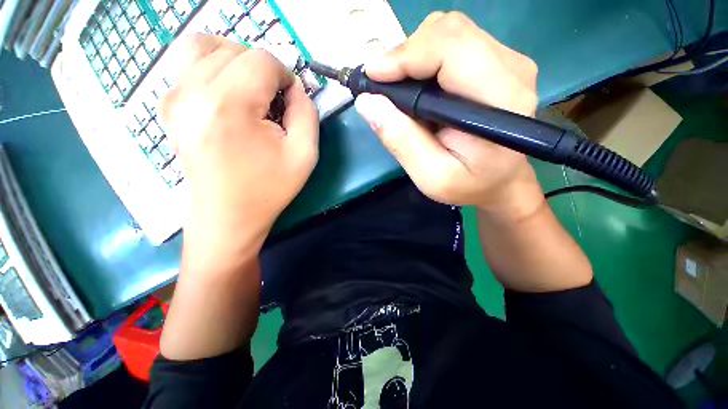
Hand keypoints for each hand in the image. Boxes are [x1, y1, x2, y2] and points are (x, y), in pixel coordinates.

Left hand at [161, 34, 318, 268]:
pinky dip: (211, 66)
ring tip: (250, 90)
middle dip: (263, 71)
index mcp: (229, 105)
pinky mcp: (167, 106)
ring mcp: (173, 97)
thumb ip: (307, 113)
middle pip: (235, 50)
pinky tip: (226, 93)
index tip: (291, 100)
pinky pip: (186, 63)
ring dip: (236, 61)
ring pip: (205, 47)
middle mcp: (192, 91)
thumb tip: (296, 88)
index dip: (285, 75)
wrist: (227, 216)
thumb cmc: (269, 189)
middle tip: (273, 103)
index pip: (262, 60)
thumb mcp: (304, 155)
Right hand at [356, 12, 543, 218]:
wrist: (500, 181)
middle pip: (449, 32)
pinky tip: (419, 88)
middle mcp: (511, 69)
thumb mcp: (430, 176)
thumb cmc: (469, 185)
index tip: (372, 77)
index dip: (405, 55)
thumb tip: (367, 102)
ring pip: (449, 33)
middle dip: (405, 54)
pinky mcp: (497, 62)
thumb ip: (401, 141)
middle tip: (382, 87)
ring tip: (401, 92)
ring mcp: (507, 62)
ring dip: (414, 57)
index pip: (450, 47)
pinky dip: (425, 59)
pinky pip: (454, 43)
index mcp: (500, 100)